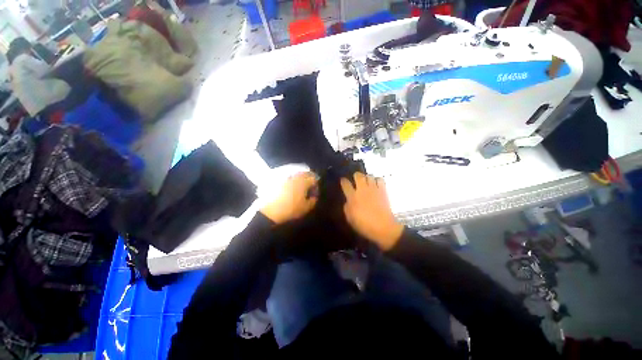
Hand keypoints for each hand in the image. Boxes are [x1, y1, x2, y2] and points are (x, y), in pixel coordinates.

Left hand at [260, 172, 318, 224]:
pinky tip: (289, 187)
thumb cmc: (290, 209)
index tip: (313, 193)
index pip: (314, 179)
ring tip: (298, 188)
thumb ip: (313, 201)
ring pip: (297, 173)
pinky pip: (288, 175)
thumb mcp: (306, 208)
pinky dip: (291, 179)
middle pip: (306, 173)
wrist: (269, 209)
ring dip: (300, 179)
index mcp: (304, 181)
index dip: (316, 186)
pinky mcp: (277, 177)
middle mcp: (296, 175)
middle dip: (308, 180)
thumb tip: (314, 196)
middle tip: (307, 189)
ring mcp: (286, 175)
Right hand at [341, 173, 403, 250]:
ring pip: (369, 176)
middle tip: (356, 180)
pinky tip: (377, 185)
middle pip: (358, 175)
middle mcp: (362, 189)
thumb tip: (348, 202)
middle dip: (356, 176)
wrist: (383, 227)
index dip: (343, 181)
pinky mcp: (383, 190)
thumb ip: (347, 208)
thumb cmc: (364, 225)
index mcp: (352, 196)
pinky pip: (380, 179)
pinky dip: (377, 180)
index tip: (343, 181)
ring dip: (367, 178)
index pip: (345, 184)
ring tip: (367, 182)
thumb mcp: (350, 219)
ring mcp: (373, 188)